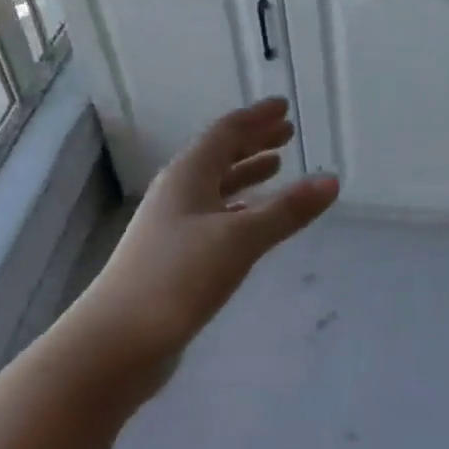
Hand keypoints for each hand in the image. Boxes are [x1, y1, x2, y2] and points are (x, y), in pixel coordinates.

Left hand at [68, 98, 339, 378]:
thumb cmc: (178, 277)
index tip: (284, 106)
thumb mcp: (240, 239)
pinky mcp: (173, 257)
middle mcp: (178, 192)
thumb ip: (286, 210)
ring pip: (216, 187)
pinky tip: (252, 220)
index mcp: (188, 175)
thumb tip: (331, 180)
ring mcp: (172, 225)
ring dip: (246, 174)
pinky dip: (238, 209)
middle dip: (253, 142)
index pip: (226, 132)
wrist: (117, 342)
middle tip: (287, 133)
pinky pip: (213, 217)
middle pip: (219, 155)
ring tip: (276, 167)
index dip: (256, 117)